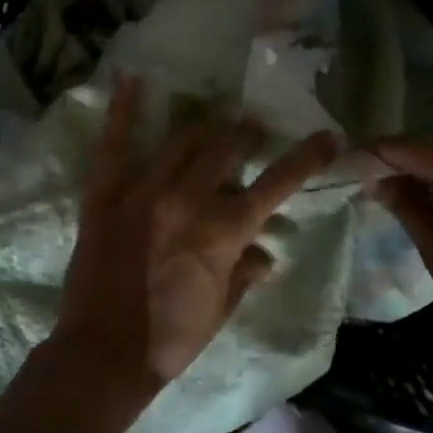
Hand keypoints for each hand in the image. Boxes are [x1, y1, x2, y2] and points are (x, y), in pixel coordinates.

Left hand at [54, 77, 339, 400]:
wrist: (104, 354)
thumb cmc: (172, 339)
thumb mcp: (222, 309)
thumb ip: (245, 272)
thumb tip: (265, 254)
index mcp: (224, 231)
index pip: (277, 183)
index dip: (307, 157)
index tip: (328, 137)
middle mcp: (188, 200)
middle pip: (227, 148)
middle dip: (247, 134)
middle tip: (252, 130)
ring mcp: (142, 193)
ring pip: (181, 139)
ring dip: (205, 125)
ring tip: (215, 119)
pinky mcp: (104, 196)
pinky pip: (114, 145)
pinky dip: (124, 111)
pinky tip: (132, 78)